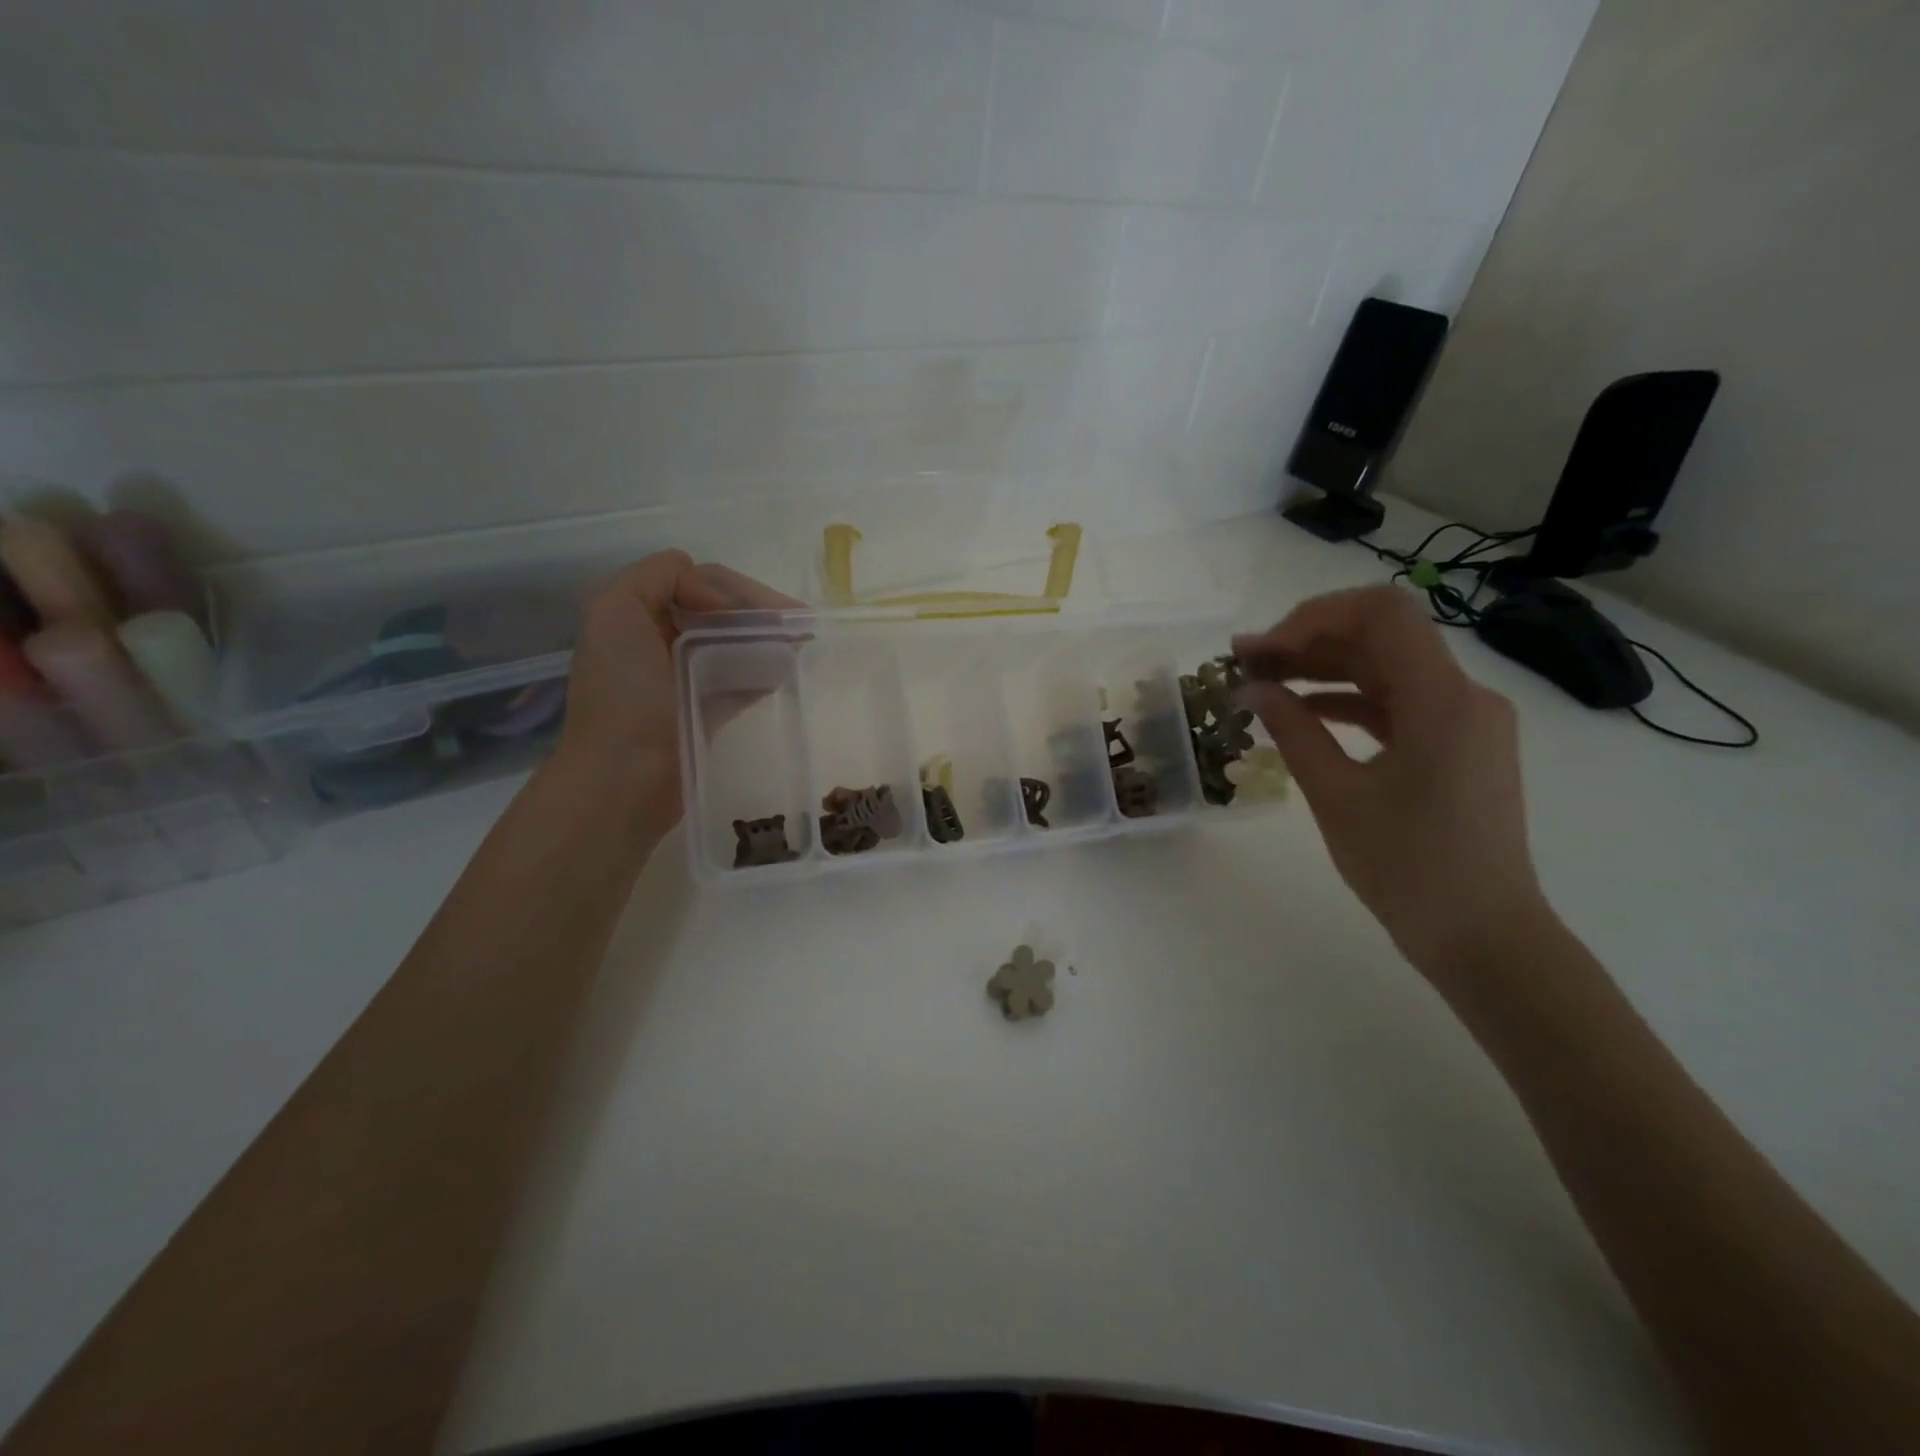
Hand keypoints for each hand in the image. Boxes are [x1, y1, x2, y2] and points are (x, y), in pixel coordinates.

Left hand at [552, 552, 795, 817]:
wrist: (623, 779)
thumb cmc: (624, 695)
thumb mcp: (617, 611)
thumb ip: (656, 576)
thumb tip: (713, 594)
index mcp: (634, 615)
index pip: (696, 581)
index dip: (733, 589)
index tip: (767, 612)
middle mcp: (657, 641)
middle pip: (719, 611)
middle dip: (759, 612)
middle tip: (802, 624)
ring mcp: (682, 679)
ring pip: (733, 644)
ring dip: (767, 639)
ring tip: (805, 644)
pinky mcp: (703, 712)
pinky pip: (739, 680)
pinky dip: (764, 670)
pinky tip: (791, 670)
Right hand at [1232, 586, 1549, 977]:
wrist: (1484, 936)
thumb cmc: (1409, 868)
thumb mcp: (1337, 796)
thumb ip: (1294, 732)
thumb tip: (1255, 688)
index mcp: (1443, 700)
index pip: (1381, 614)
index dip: (1314, 617)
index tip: (1264, 649)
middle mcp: (1464, 696)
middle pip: (1382, 637)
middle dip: (1309, 641)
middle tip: (1246, 661)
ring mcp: (1465, 722)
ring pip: (1387, 669)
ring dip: (1325, 670)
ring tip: (1264, 682)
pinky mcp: (1458, 747)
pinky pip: (1398, 705)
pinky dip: (1349, 701)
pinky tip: (1303, 713)